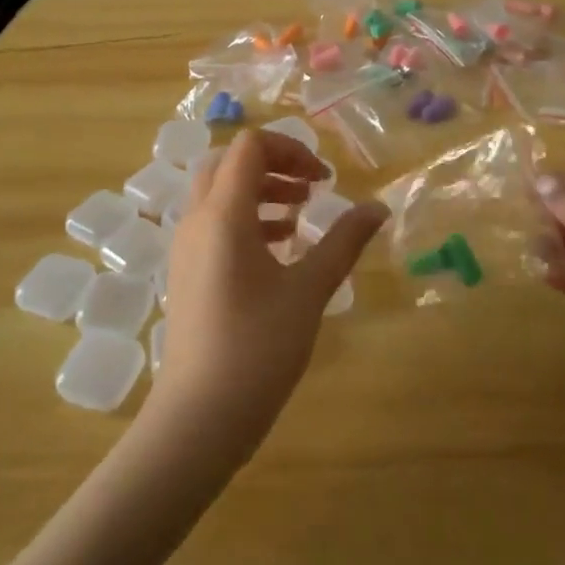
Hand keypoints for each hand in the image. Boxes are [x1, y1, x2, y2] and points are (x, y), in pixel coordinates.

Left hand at [150, 129, 386, 463]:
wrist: (198, 417)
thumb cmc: (258, 347)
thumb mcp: (309, 290)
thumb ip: (344, 242)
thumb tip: (379, 208)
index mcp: (223, 214)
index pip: (249, 147)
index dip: (290, 150)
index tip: (324, 181)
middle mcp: (196, 220)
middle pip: (228, 164)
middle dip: (272, 166)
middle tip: (310, 190)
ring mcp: (185, 247)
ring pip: (218, 194)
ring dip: (259, 192)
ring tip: (299, 219)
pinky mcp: (185, 272)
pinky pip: (212, 224)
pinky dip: (245, 220)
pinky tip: (277, 251)